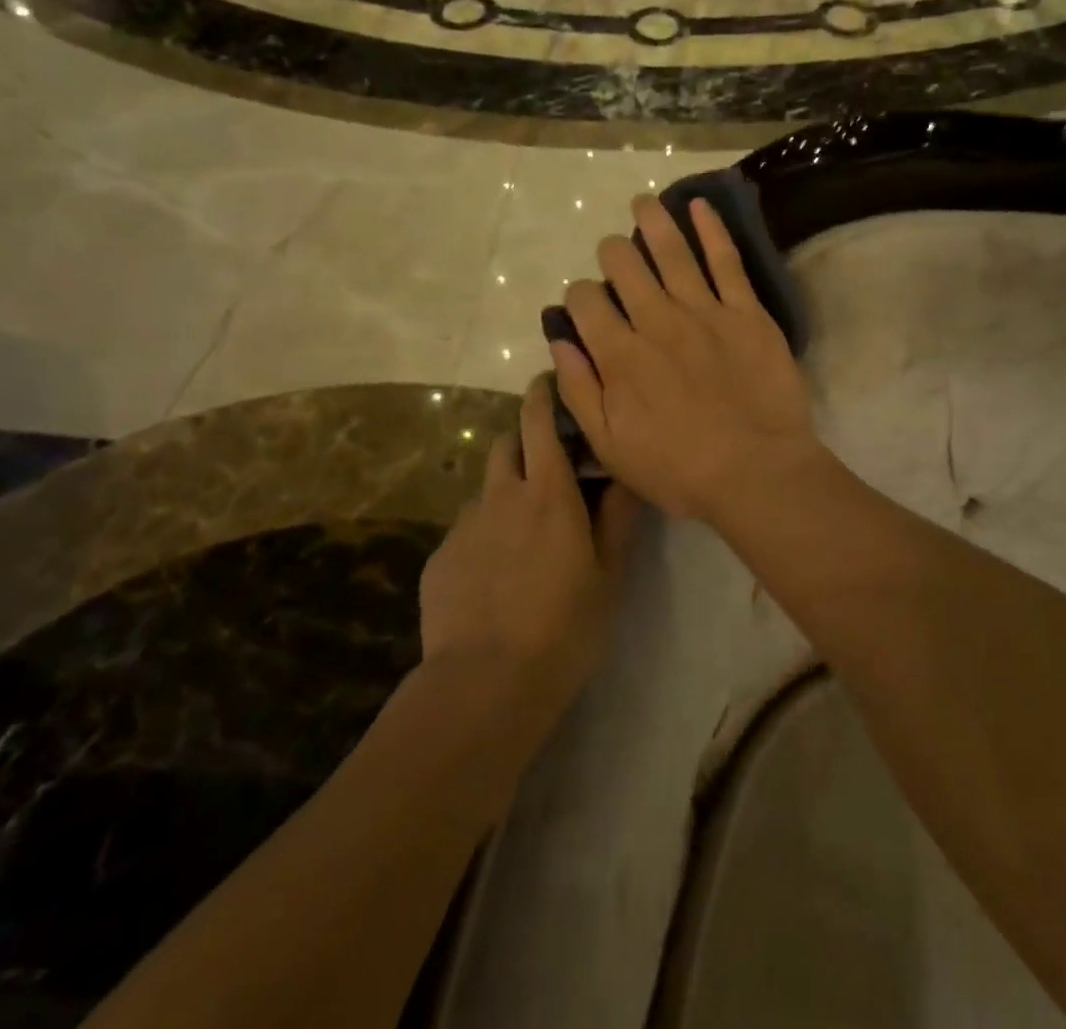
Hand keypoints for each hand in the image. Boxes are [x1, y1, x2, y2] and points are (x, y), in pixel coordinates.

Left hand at [418, 376, 639, 707]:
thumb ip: (617, 517)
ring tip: (522, 537)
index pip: (539, 422)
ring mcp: (465, 527)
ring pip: (486, 491)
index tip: (548, 383)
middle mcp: (502, 497)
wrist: (486, 682)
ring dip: (504, 495)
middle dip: (523, 443)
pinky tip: (495, 579)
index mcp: (548, 494)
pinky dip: (484, 537)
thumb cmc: (564, 626)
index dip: (542, 395)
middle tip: (547, 471)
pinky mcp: (440, 558)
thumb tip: (626, 473)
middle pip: (506, 445)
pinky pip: (466, 531)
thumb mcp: (608, 574)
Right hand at [552, 193, 820, 523]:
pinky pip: (726, 261)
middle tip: (616, 253)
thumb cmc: (679, 469)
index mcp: (621, 355)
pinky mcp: (746, 312)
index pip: (586, 302)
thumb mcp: (611, 446)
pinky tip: (699, 205)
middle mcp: (657, 322)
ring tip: (643, 202)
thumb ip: (579, 391)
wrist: (757, 471)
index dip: (579, 296)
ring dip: (653, 221)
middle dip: (613, 253)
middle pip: (624, 267)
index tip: (586, 303)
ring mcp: (705, 312)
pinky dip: (711, 229)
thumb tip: (560, 342)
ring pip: (671, 252)